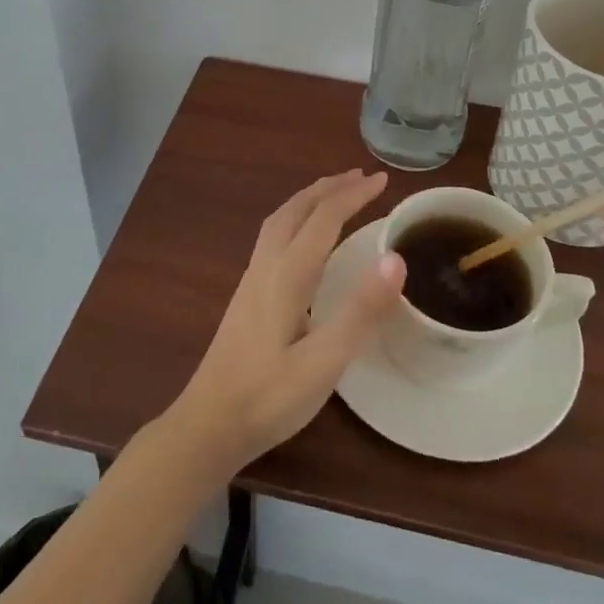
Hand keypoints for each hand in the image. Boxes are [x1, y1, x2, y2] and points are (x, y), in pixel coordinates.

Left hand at [162, 169, 404, 479]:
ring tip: (333, 194)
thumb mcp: (324, 361)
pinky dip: (295, 219)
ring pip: (280, 220)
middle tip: (360, 177)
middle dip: (329, 188)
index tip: (383, 180)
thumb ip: (360, 311)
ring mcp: (251, 280)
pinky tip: (302, 240)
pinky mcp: (246, 296)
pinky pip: (273, 237)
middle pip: (296, 209)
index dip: (354, 195)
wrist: (208, 425)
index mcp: (287, 274)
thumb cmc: (269, 398)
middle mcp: (266, 266)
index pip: (324, 218)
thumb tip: (395, 258)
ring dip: (309, 200)